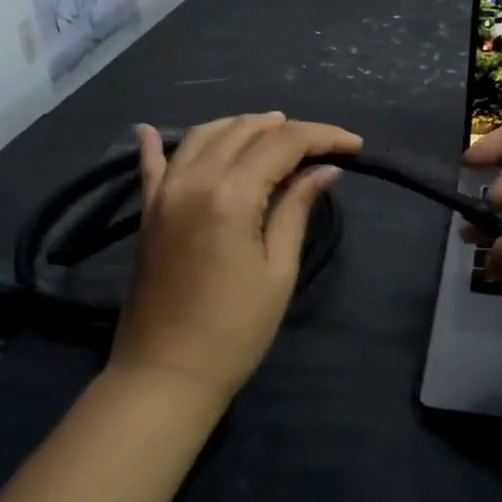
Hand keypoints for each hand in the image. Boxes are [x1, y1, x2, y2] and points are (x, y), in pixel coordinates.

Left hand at [112, 113, 362, 406]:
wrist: (166, 374)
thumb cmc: (235, 330)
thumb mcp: (278, 270)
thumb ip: (296, 209)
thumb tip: (324, 171)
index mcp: (231, 194)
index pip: (283, 144)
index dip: (322, 136)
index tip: (354, 145)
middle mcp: (194, 179)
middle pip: (245, 131)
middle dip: (287, 129)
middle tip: (321, 144)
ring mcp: (164, 192)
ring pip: (204, 135)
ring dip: (241, 127)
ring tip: (273, 130)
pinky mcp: (148, 210)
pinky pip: (151, 164)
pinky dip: (156, 142)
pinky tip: (151, 129)